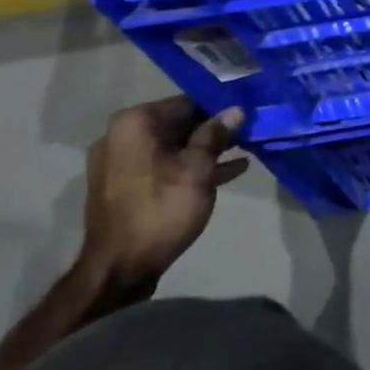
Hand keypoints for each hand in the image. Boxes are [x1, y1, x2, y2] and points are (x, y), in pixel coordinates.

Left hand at [79, 98, 247, 298]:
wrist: (119, 267)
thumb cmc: (161, 209)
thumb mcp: (198, 169)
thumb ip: (216, 135)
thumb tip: (234, 110)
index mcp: (135, 123)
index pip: (186, 102)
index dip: (219, 107)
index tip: (247, 113)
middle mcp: (121, 136)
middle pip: (178, 123)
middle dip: (214, 129)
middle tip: (250, 131)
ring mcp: (120, 162)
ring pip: (174, 146)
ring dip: (207, 149)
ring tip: (245, 150)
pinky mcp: (125, 186)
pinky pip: (164, 166)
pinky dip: (190, 167)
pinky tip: (228, 171)